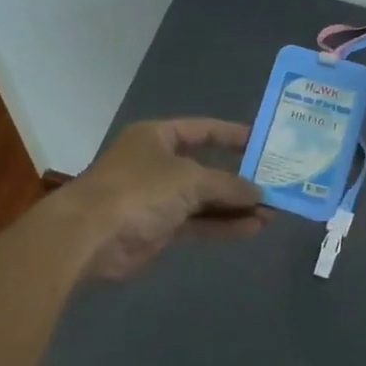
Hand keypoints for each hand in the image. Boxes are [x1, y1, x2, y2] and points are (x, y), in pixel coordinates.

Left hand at [61, 118, 269, 280]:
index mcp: (157, 137)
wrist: (90, 236)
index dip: (232, 135)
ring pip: (205, 199)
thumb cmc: (139, 190)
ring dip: (236, 206)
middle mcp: (157, 164)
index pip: (202, 130)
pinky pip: (198, 223)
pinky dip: (223, 225)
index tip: (264, 143)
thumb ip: (228, 184)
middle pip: (207, 167)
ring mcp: (157, 197)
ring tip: (272, 212)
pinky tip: (252, 228)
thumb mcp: (189, 178)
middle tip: (276, 185)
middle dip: (240, 179)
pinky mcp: (159, 228)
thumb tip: (259, 193)